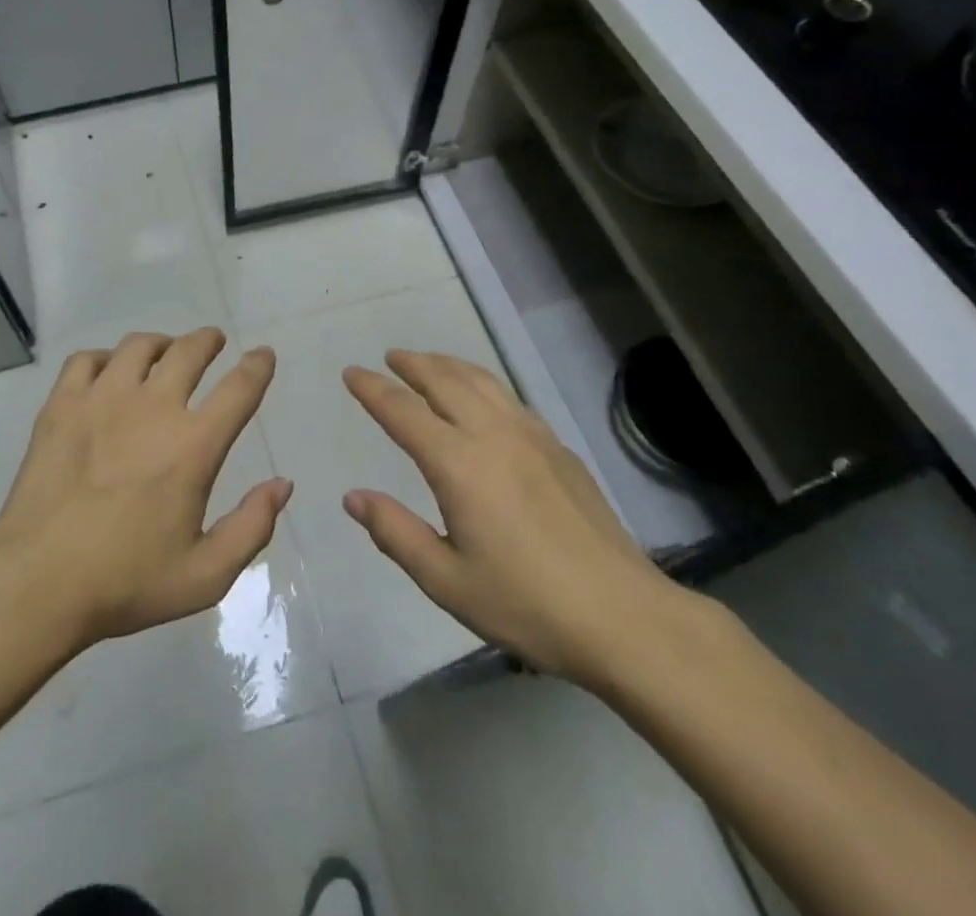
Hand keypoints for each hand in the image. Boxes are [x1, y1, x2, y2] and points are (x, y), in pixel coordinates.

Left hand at [0, 328, 291, 647]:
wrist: (37, 582)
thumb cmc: (125, 582)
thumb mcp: (205, 575)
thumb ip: (252, 527)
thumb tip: (282, 484)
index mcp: (193, 446)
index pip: (240, 388)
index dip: (257, 366)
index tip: (263, 355)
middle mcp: (153, 408)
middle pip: (189, 351)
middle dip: (207, 341)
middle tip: (212, 342)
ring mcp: (102, 400)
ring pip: (139, 346)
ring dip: (161, 343)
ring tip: (163, 352)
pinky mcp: (62, 405)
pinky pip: (87, 359)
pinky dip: (105, 358)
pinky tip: (107, 373)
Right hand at [342, 351, 690, 689]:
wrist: (624, 617)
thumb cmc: (526, 604)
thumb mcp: (446, 580)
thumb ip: (395, 533)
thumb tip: (353, 497)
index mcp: (458, 464)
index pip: (403, 411)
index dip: (372, 389)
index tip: (351, 373)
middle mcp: (492, 435)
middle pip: (444, 380)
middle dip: (412, 364)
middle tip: (389, 357)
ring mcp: (531, 436)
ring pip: (481, 381)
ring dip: (448, 365)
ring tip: (428, 362)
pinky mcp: (559, 448)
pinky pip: (509, 397)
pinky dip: (481, 382)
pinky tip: (482, 397)